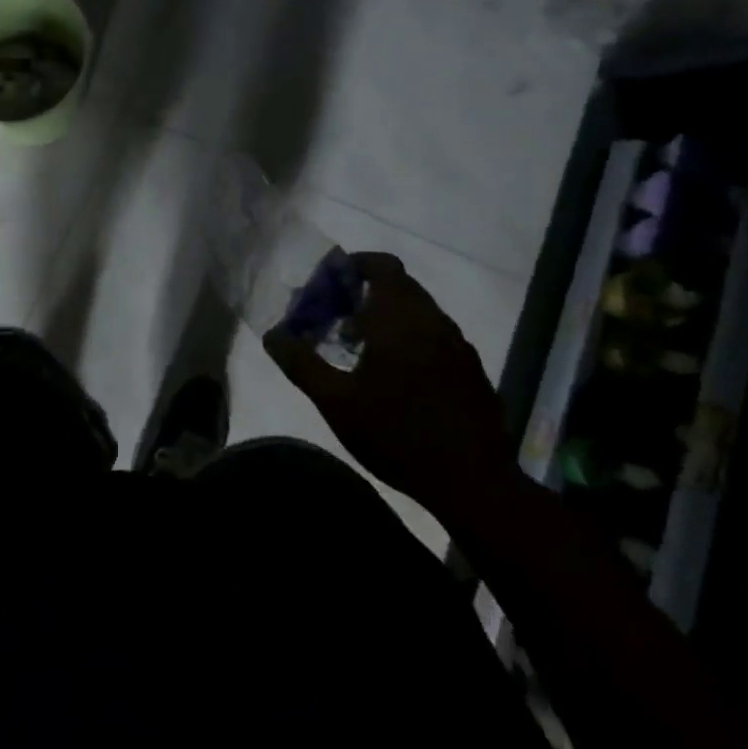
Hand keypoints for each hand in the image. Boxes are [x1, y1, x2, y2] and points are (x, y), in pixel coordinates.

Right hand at [263, 252, 521, 526]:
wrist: (474, 483)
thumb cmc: (397, 434)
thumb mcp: (336, 403)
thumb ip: (301, 364)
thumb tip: (273, 335)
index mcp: (399, 318)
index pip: (382, 265)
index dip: (355, 265)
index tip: (330, 283)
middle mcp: (432, 320)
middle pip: (399, 285)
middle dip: (366, 292)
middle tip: (336, 316)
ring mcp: (458, 344)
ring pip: (419, 311)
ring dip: (389, 316)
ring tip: (360, 347)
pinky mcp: (472, 369)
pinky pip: (436, 336)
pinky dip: (411, 337)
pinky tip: (396, 375)